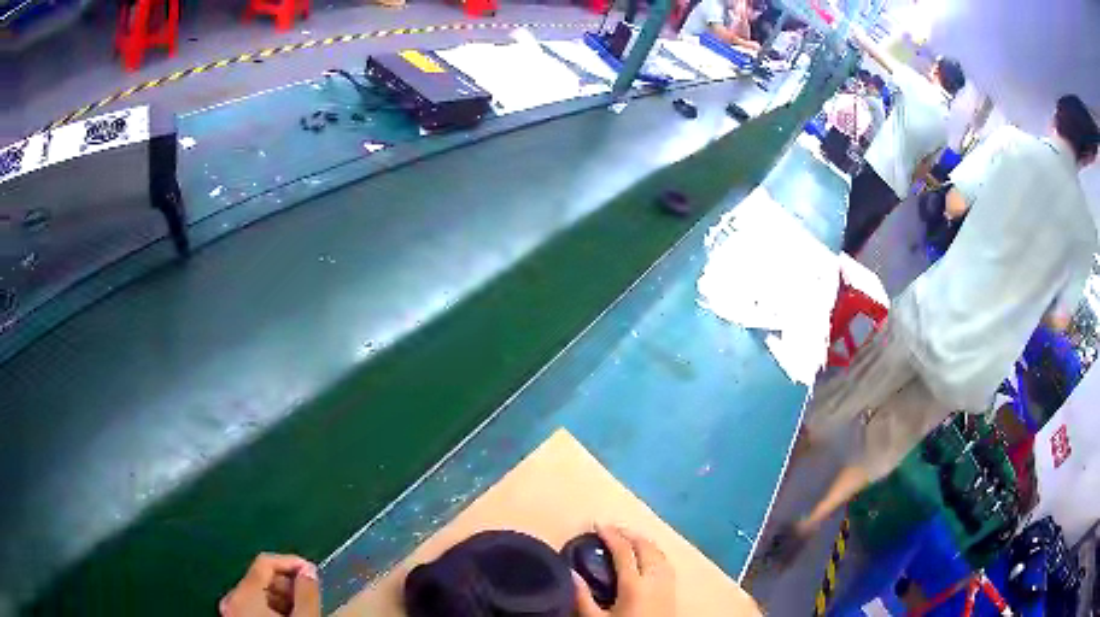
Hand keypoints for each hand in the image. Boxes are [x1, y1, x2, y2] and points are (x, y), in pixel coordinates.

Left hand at [220, 553, 320, 616]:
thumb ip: (307, 594)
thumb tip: (309, 571)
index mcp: (243, 595)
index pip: (265, 562)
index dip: (291, 562)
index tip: (314, 572)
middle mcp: (232, 600)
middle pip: (260, 578)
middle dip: (288, 584)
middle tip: (311, 594)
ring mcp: (232, 613)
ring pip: (257, 593)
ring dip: (282, 597)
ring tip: (303, 609)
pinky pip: (254, 606)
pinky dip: (272, 608)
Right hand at [573, 525, 675, 616]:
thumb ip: (583, 598)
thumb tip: (570, 573)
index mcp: (635, 584)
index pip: (624, 551)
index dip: (611, 535)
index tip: (597, 524)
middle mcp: (655, 578)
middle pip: (646, 547)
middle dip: (629, 533)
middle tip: (611, 529)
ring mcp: (668, 583)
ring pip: (659, 552)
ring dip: (644, 541)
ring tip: (628, 538)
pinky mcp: (674, 590)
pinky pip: (666, 562)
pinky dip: (655, 552)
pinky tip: (648, 556)